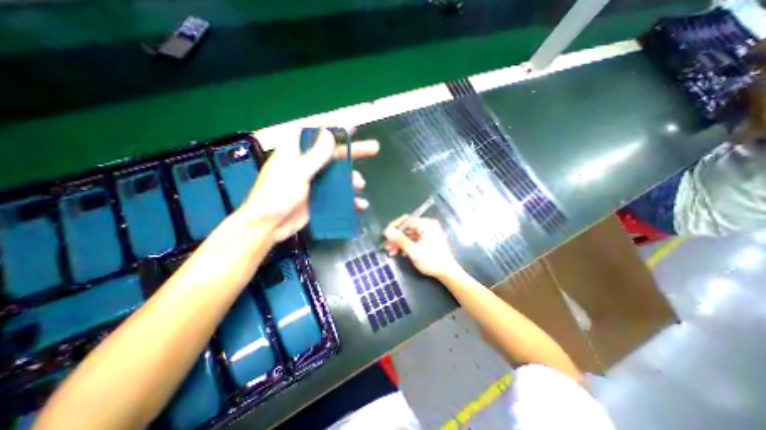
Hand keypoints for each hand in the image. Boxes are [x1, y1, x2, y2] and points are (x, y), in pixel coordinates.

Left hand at [242, 125, 379, 240]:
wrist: (268, 226)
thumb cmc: (276, 195)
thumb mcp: (296, 173)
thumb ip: (314, 155)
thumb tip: (329, 133)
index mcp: (296, 152)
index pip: (317, 134)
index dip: (336, 129)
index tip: (353, 128)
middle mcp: (306, 164)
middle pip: (334, 154)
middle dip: (354, 151)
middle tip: (374, 148)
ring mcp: (313, 182)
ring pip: (338, 175)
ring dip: (351, 178)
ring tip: (360, 184)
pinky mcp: (318, 197)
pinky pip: (337, 194)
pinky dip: (348, 199)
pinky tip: (359, 204)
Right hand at [382, 215, 458, 278]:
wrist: (447, 273)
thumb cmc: (432, 261)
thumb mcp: (414, 251)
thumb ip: (400, 240)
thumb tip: (386, 231)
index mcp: (426, 224)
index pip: (406, 220)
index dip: (394, 227)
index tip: (385, 236)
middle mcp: (427, 225)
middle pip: (406, 228)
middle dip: (396, 238)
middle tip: (387, 247)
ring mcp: (427, 232)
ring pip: (408, 234)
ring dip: (399, 243)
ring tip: (391, 252)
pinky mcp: (427, 239)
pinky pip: (413, 239)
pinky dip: (406, 245)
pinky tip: (400, 253)